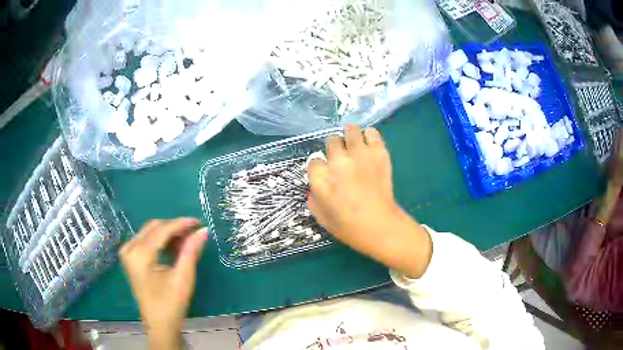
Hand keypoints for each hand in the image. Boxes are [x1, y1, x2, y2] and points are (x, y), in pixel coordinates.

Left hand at [120, 218, 207, 349]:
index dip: (181, 224)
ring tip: (187, 243)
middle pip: (154, 227)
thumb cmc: (171, 304)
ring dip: (169, 234)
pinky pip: (147, 240)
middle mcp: (129, 248)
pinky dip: (162, 241)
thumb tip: (203, 230)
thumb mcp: (183, 278)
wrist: (159, 324)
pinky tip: (175, 249)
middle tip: (195, 233)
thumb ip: (191, 251)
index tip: (200, 222)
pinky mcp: (130, 256)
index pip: (162, 230)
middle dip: (175, 228)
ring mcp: (127, 251)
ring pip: (151, 232)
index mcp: (139, 254)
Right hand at [307, 125, 431, 277]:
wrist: (380, 226)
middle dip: (335, 149)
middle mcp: (338, 161)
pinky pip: (372, 133)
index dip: (321, 167)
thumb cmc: (348, 227)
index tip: (327, 173)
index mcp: (321, 178)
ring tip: (354, 145)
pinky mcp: (378, 152)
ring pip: (350, 130)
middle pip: (332, 141)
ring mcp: (360, 154)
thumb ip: (313, 197)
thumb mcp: (321, 217)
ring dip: (350, 136)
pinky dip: (369, 137)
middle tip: (342, 159)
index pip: (314, 160)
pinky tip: (369, 146)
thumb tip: (315, 186)